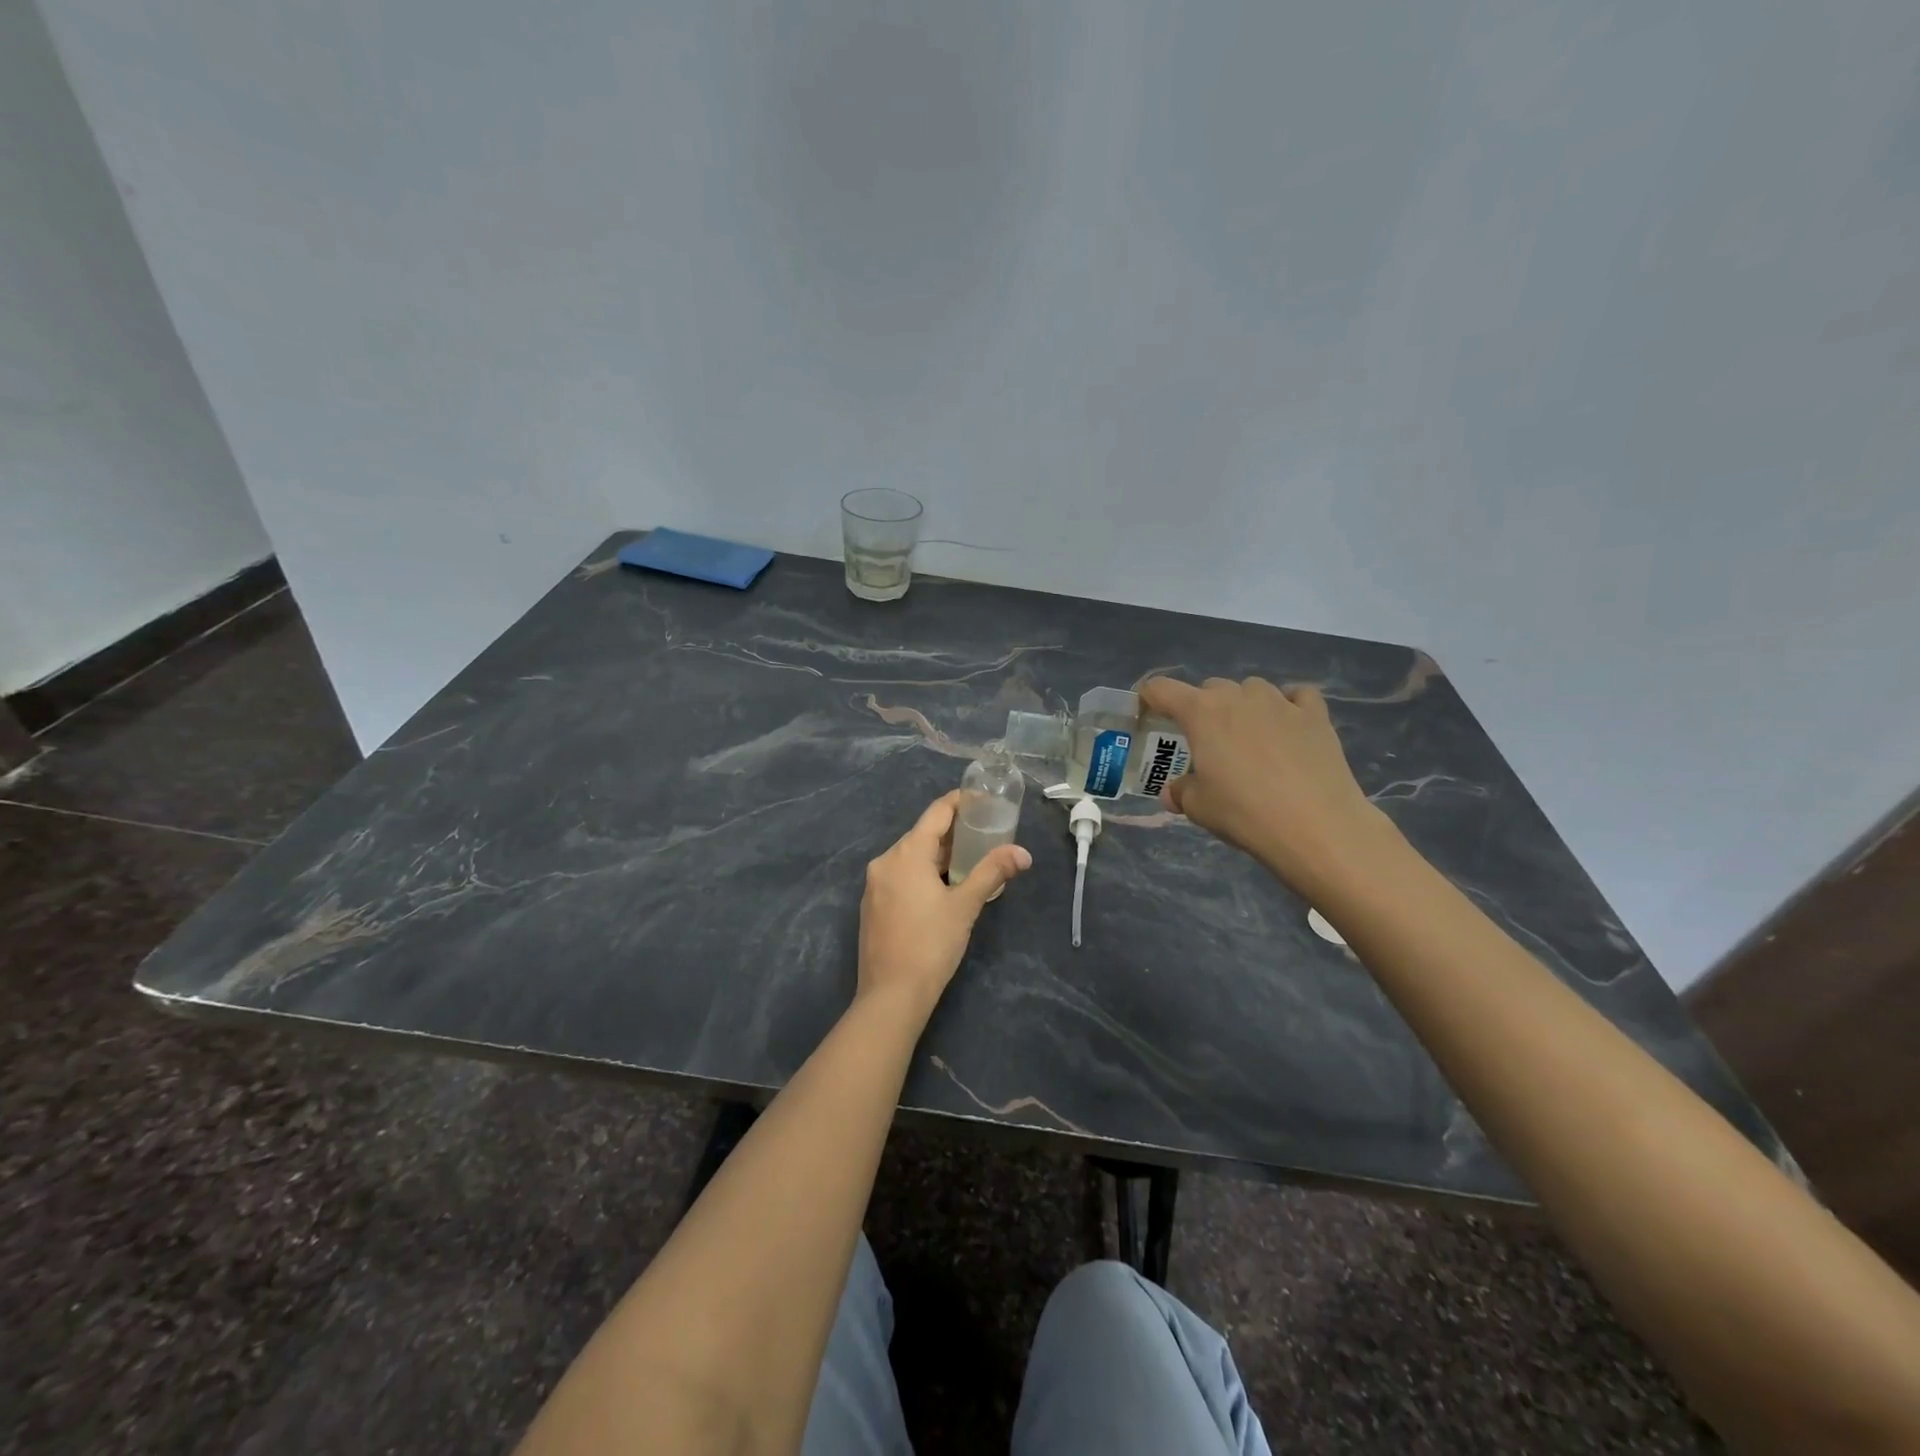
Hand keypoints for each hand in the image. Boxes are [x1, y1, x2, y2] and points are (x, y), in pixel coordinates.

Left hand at [857, 791, 1032, 1022]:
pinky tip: (940, 888)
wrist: (891, 995)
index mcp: (906, 854)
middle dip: (951, 832)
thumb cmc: (931, 944)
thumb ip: (992, 872)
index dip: (959, 802)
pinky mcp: (872, 905)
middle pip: (921, 835)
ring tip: (968, 860)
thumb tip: (1023, 853)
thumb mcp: (966, 906)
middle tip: (983, 833)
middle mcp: (885, 861)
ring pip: (909, 857)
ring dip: (937, 855)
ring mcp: (874, 884)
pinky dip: (921, 873)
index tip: (981, 800)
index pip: (936, 813)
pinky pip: (899, 876)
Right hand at [1138, 675, 1394, 899]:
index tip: (1147, 713)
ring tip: (1247, 735)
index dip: (1148, 697)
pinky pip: (1297, 696)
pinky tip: (1288, 726)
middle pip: (1210, 688)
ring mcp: (1280, 702)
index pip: (1161, 689)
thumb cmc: (1244, 813)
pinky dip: (1288, 705)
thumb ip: (1181, 792)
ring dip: (1243, 705)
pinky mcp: (1315, 716)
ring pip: (1252, 689)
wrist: (1316, 826)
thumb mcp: (1198, 807)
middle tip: (1203, 741)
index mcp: (1201, 713)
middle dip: (1201, 708)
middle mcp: (1238, 697)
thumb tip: (1174, 792)